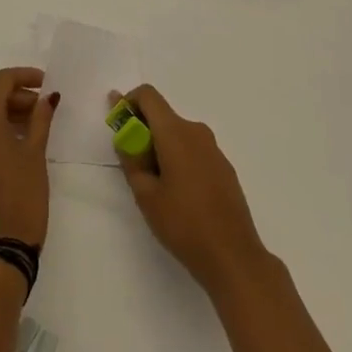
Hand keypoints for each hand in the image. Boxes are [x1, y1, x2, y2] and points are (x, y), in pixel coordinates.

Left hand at [0, 67, 57, 251]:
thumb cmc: (22, 195)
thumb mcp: (35, 153)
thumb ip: (41, 118)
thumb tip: (47, 97)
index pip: (2, 81)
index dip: (25, 77)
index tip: (46, 84)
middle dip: (16, 97)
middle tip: (42, 109)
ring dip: (3, 114)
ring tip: (31, 127)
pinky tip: (12, 146)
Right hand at [113, 84, 269, 297]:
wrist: (232, 256)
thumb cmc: (183, 224)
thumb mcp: (146, 195)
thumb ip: (131, 160)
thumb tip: (126, 137)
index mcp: (175, 133)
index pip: (148, 96)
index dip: (129, 102)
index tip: (118, 123)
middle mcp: (196, 132)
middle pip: (163, 116)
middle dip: (143, 131)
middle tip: (131, 164)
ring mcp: (214, 149)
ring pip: (178, 135)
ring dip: (160, 147)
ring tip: (154, 185)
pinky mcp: (224, 167)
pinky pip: (194, 150)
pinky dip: (179, 158)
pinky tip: (178, 194)